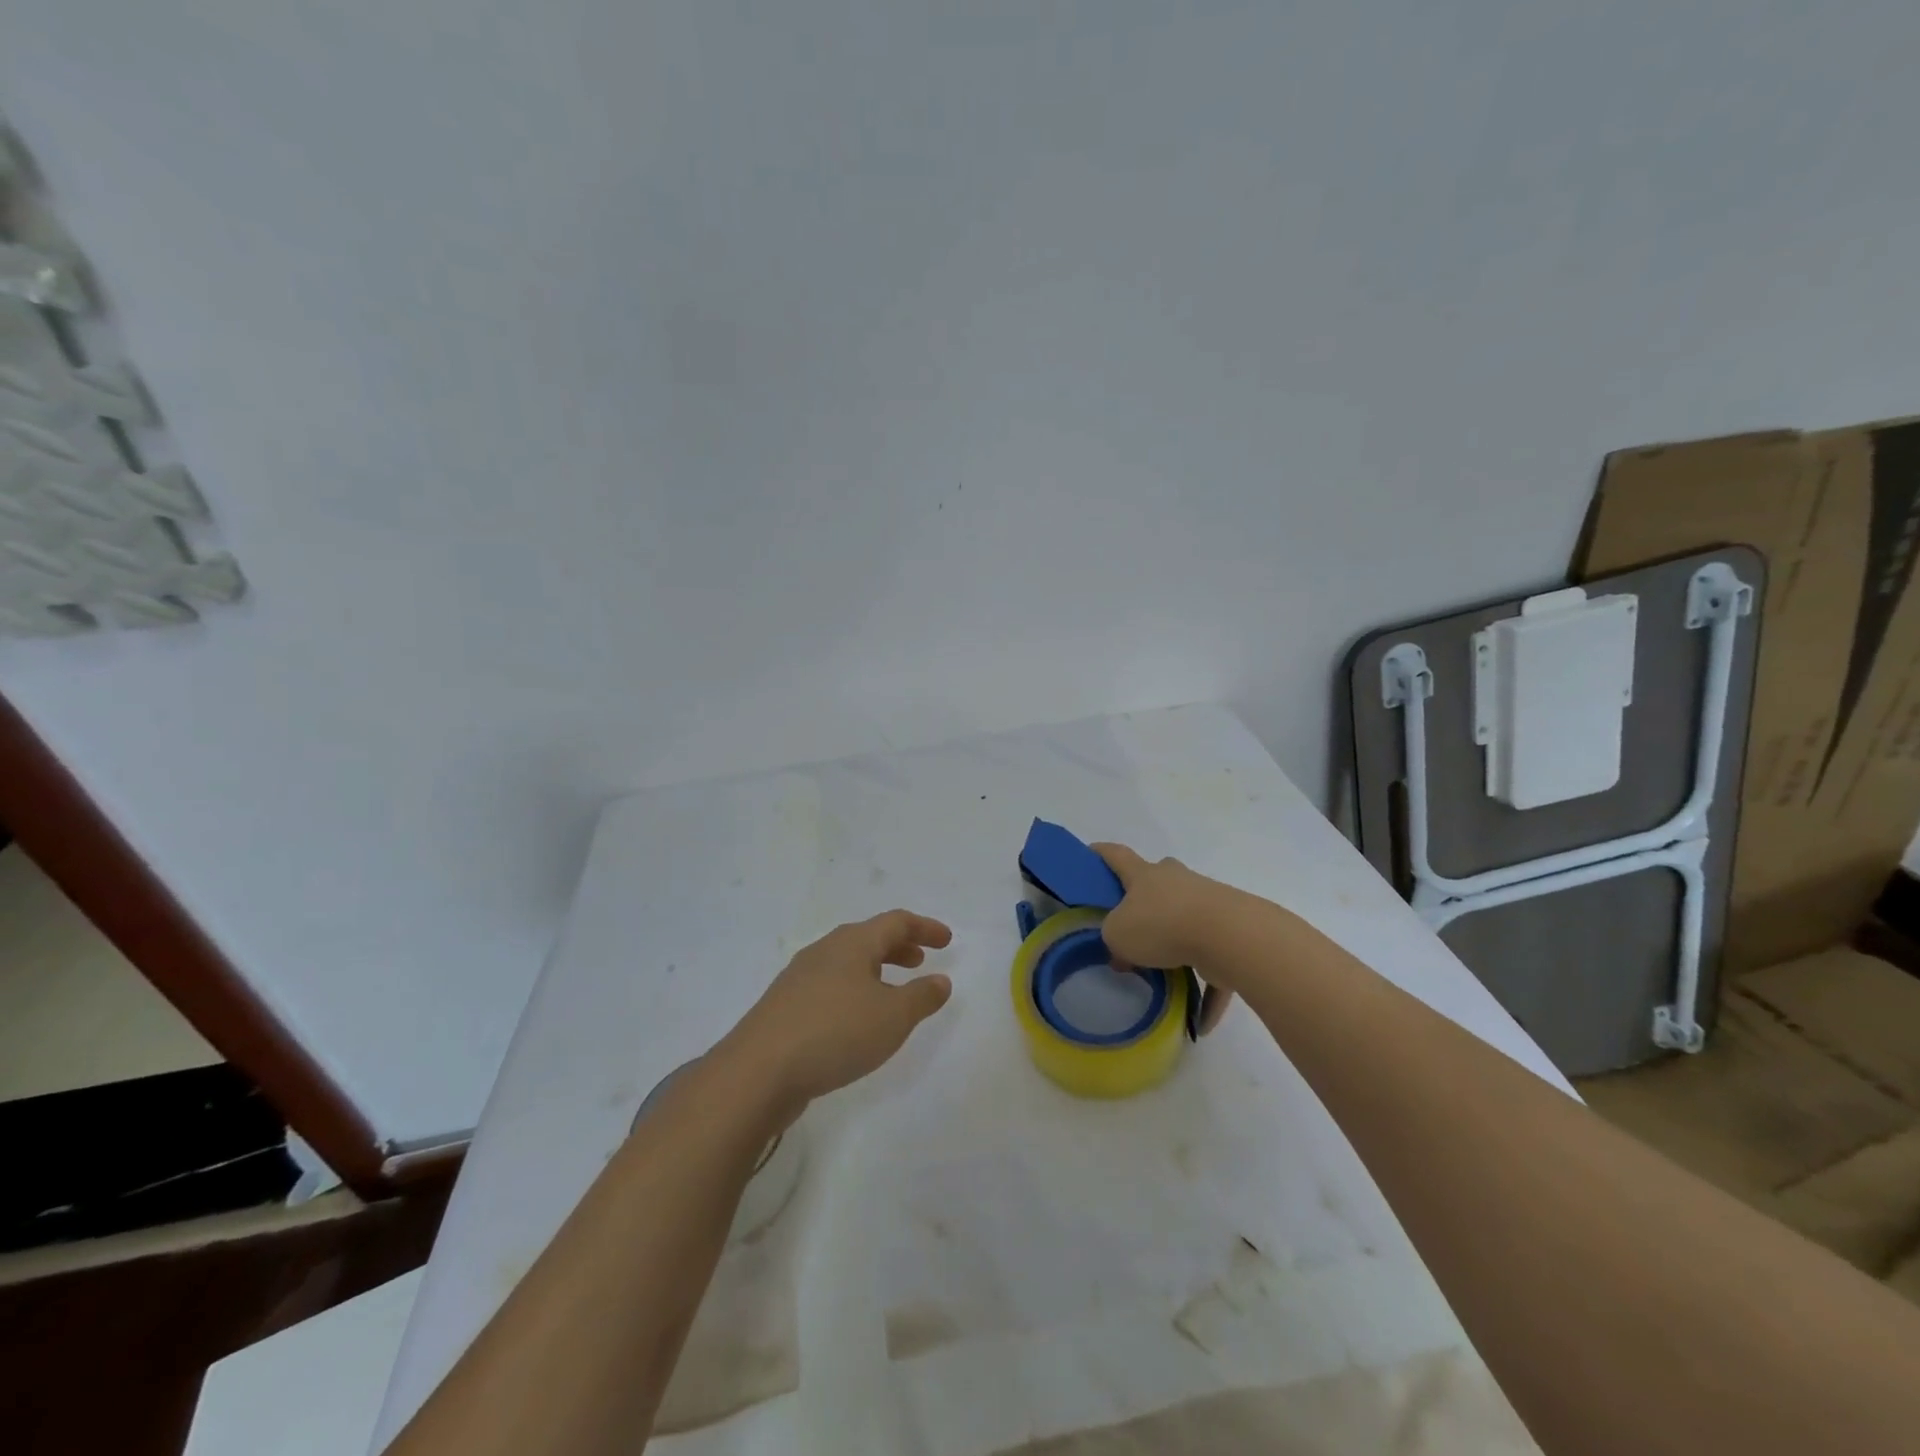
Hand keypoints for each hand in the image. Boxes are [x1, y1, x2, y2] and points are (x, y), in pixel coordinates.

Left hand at [723, 910, 953, 1115]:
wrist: (758, 1071)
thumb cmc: (835, 1032)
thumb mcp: (892, 1017)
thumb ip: (921, 997)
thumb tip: (940, 980)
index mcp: (852, 943)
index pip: (896, 922)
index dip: (924, 928)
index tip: (947, 940)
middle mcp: (825, 951)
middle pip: (869, 937)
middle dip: (899, 946)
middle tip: (921, 961)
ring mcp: (800, 977)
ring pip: (848, 962)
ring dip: (876, 970)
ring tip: (893, 991)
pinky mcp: (786, 1006)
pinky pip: (831, 985)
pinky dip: (855, 990)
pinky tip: (857, 1019)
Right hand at [1093, 843, 1237, 1034]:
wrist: (1228, 936)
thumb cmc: (1161, 925)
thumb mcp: (1118, 935)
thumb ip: (1114, 939)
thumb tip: (1124, 952)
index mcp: (1145, 875)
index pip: (1117, 856)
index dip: (1101, 854)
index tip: (1089, 853)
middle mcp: (1177, 881)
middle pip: (1157, 883)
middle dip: (1146, 900)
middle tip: (1133, 925)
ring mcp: (1209, 904)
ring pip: (1187, 921)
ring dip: (1177, 947)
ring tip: (1165, 979)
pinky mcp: (1232, 933)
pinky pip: (1216, 963)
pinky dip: (1209, 989)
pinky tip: (1202, 1023)